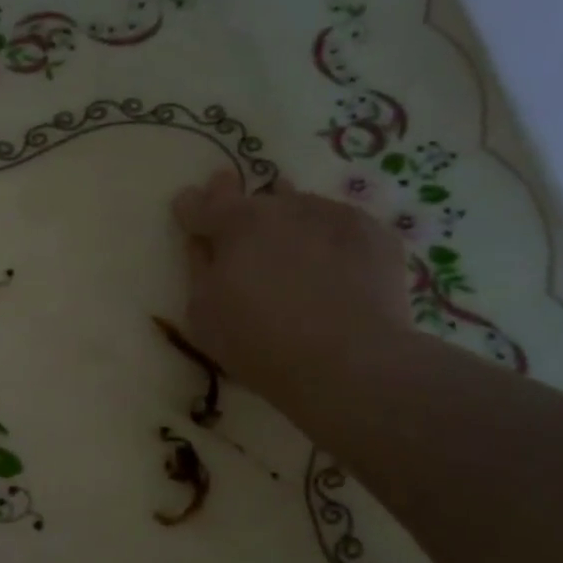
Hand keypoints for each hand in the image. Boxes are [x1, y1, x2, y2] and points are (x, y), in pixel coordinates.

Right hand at [171, 169, 410, 411]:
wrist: (348, 362)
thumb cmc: (259, 342)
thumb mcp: (204, 314)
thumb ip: (200, 269)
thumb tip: (201, 243)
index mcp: (236, 224)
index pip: (203, 204)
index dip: (192, 206)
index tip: (187, 205)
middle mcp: (284, 207)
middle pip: (255, 200)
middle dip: (240, 207)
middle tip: (237, 219)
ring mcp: (333, 215)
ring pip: (300, 207)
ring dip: (287, 218)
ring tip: (286, 237)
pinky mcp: (376, 234)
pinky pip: (340, 228)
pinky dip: (328, 239)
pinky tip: (331, 264)